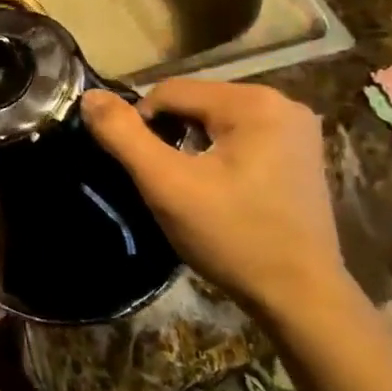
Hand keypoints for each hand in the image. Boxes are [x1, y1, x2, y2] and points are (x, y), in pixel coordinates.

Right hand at [81, 81, 347, 322]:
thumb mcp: (166, 185)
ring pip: (214, 120)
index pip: (169, 92)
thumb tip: (89, 95)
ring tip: (190, 187)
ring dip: (191, 146)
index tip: (144, 170)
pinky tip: (219, 189)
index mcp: (253, 102)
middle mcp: (281, 102)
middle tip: (167, 181)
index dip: (143, 126)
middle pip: (194, 103)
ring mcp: (297, 128)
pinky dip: (218, 154)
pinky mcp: (301, 152)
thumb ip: (123, 135)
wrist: (301, 298)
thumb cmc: (233, 237)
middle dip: (171, 135)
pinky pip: (240, 136)